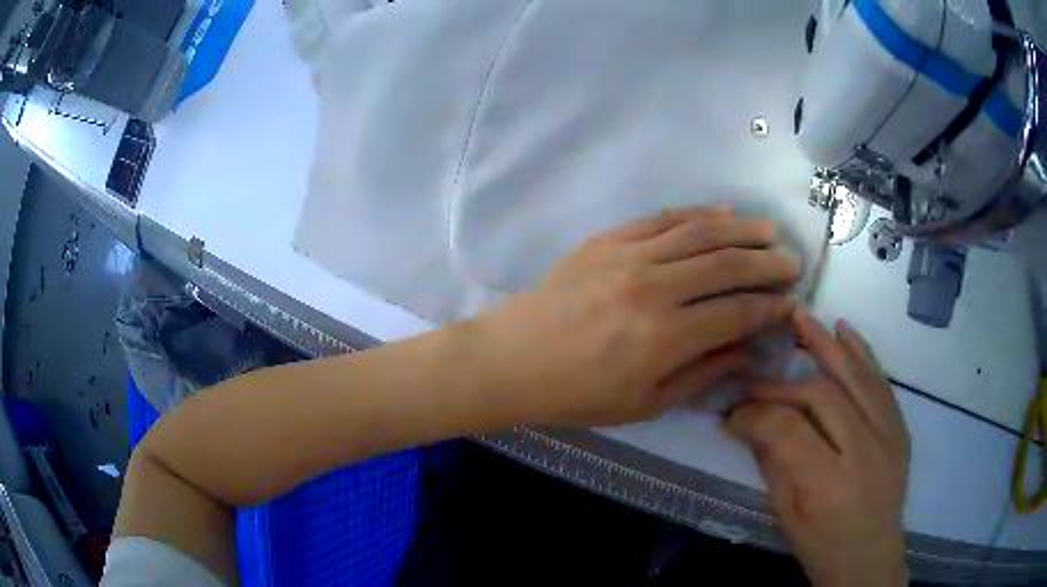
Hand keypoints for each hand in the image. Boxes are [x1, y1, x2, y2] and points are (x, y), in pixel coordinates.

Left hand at [472, 206, 801, 426]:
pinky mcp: (608, 240)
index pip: (737, 313)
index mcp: (665, 337)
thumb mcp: (646, 402)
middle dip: (767, 263)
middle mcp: (654, 289)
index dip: (769, 307)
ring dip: (742, 230)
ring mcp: (629, 256)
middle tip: (792, 263)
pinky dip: (698, 214)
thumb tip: (750, 351)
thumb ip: (703, 373)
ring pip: (700, 233)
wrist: (515, 359)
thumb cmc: (580, 394)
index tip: (791, 302)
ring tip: (770, 232)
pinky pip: (663, 219)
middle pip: (727, 265)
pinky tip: (723, 213)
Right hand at [727, 311, 910, 586]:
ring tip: (800, 318)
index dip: (754, 415)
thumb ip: (772, 464)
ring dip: (825, 344)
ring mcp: (888, 433)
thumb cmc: (822, 547)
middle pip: (820, 394)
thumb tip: (748, 424)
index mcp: (829, 483)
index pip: (787, 429)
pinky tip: (844, 330)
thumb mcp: (787, 516)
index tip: (731, 415)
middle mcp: (864, 449)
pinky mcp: (899, 425)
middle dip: (781, 385)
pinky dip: (861, 351)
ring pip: (855, 375)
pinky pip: (880, 380)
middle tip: (754, 383)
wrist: (871, 558)